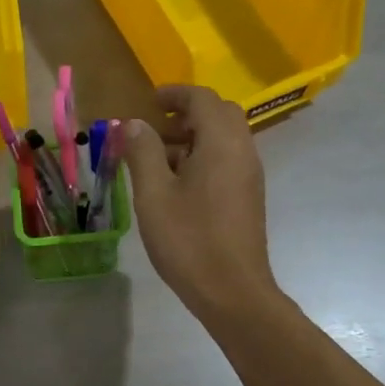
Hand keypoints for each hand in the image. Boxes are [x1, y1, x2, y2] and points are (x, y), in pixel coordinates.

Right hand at [124, 86, 279, 320]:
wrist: (233, 291)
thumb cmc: (189, 240)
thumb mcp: (154, 194)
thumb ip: (143, 152)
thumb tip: (135, 123)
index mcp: (221, 143)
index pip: (203, 99)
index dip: (175, 93)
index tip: (150, 100)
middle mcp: (242, 151)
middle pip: (220, 114)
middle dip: (187, 112)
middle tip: (155, 126)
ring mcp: (249, 175)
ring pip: (225, 138)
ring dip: (194, 136)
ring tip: (158, 158)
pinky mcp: (249, 195)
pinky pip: (228, 159)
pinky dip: (204, 156)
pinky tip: (177, 183)